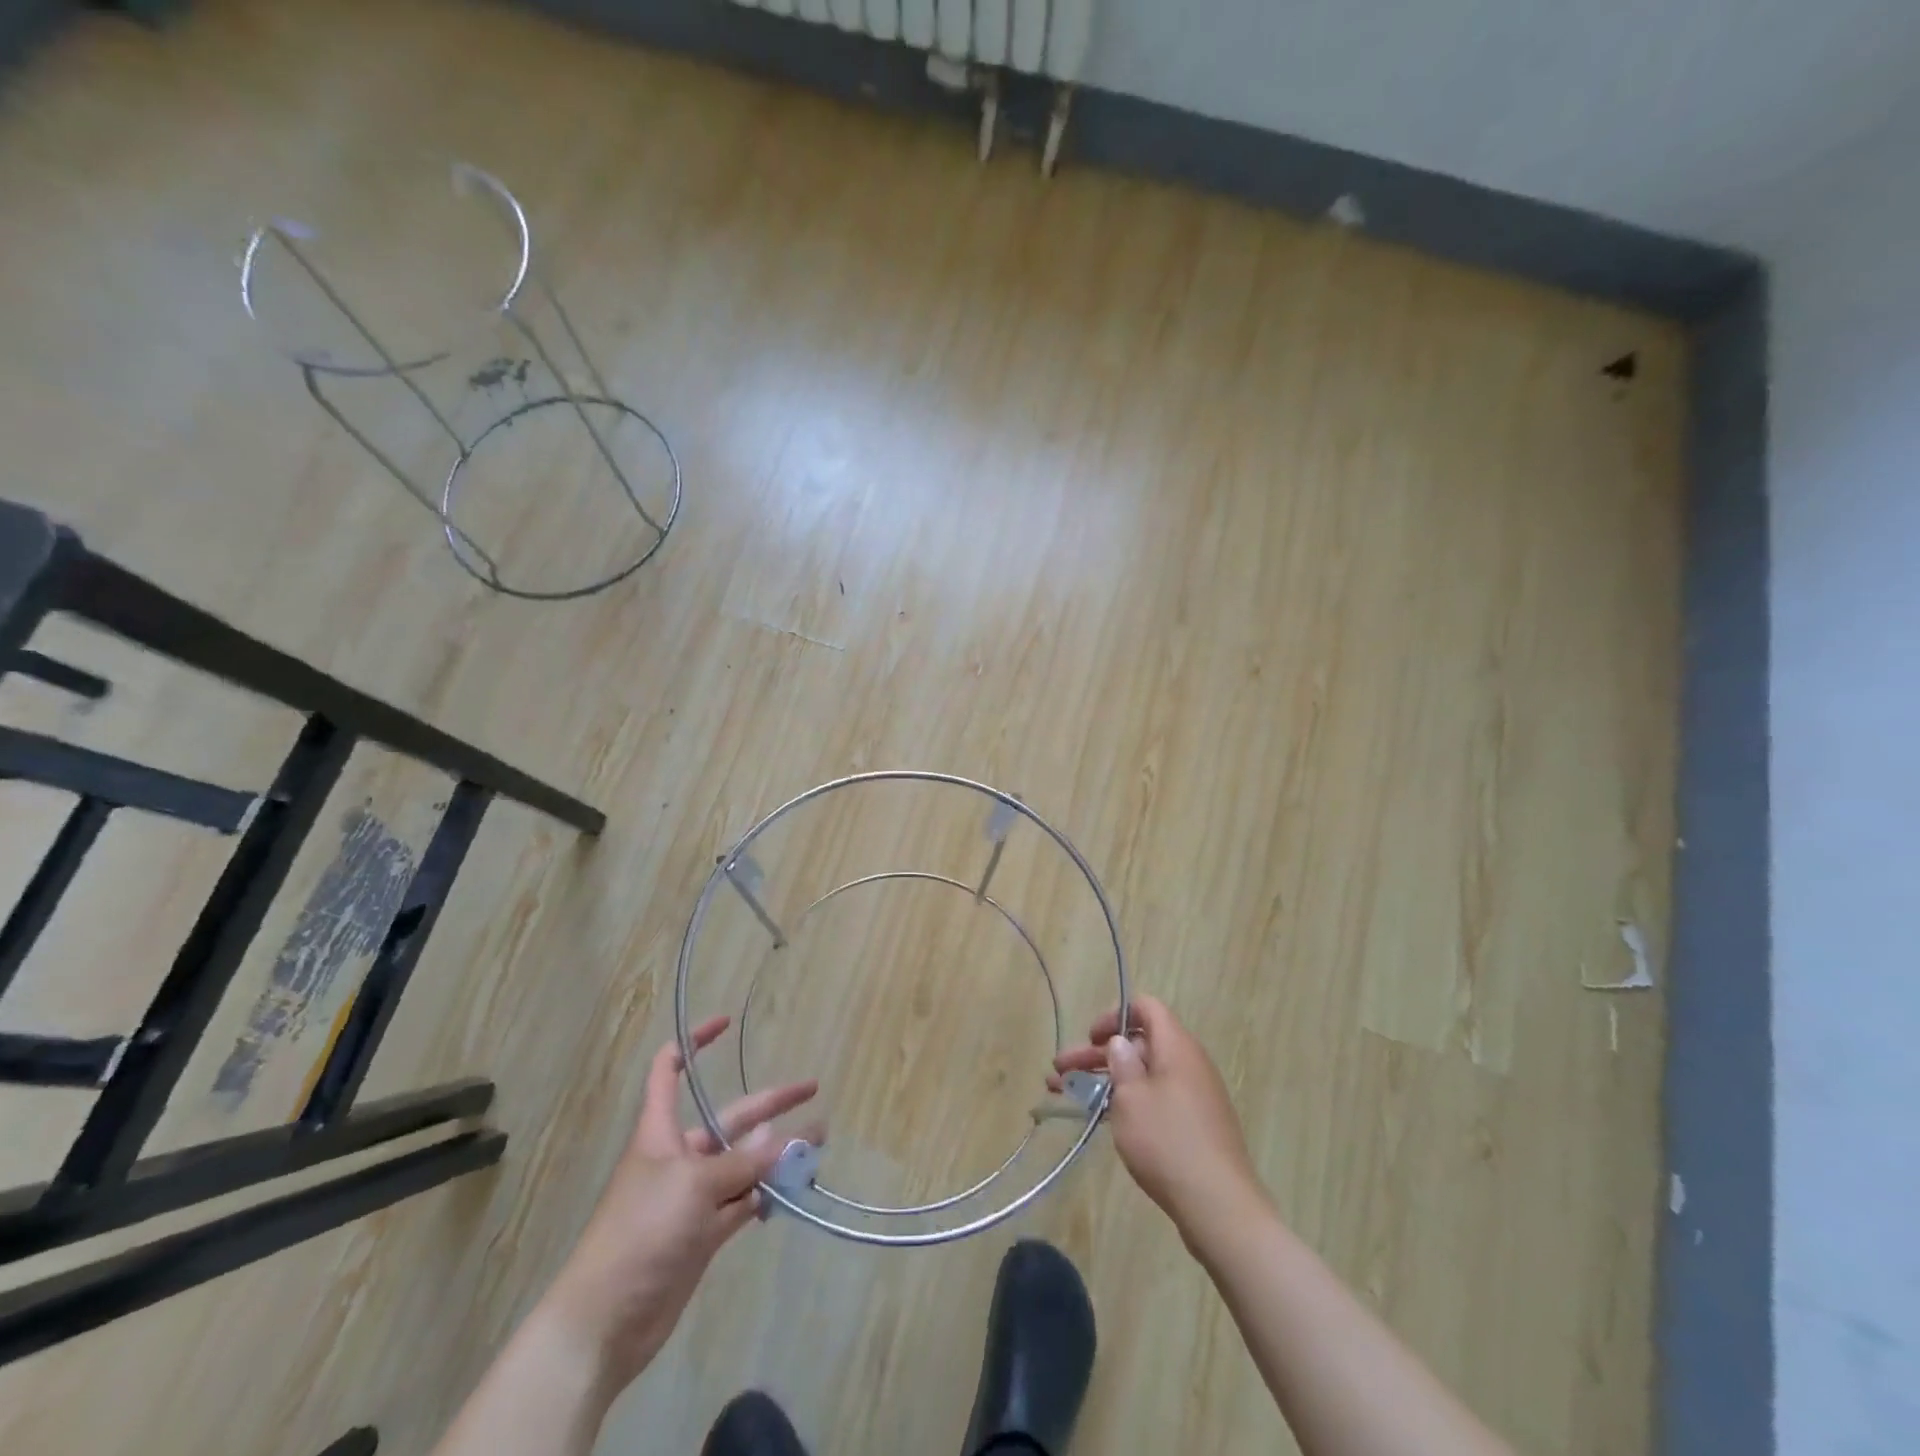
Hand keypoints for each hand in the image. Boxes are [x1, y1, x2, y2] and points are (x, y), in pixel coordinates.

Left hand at [541, 1016, 818, 1392]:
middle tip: (812, 1090)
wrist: (605, 1323)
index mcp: (660, 1133)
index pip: (670, 1071)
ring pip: (743, 1163)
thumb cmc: (640, 1234)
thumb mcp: (694, 1187)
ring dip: (777, 1153)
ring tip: (817, 1144)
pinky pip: (742, 1202)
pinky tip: (793, 1189)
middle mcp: (678, 1157)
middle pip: (729, 1119)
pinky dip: (766, 1195)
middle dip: (770, 1105)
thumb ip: (743, 1163)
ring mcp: (692, 1197)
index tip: (726, 1023)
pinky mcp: (703, 1233)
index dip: (694, 1043)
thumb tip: (782, 1139)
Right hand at [1052, 995, 1261, 1241]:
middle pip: (1138, 1044)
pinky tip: (1098, 1118)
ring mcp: (1192, 1097)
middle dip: (1096, 1055)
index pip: (1147, 1008)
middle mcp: (1188, 1064)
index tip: (1092, 1037)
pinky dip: (1126, 1102)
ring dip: (1105, 1081)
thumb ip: (1121, 1064)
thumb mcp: (1132, 1099)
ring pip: (1142, 1075)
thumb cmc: (1168, 1142)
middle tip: (1059, 1070)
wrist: (1219, 1207)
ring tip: (1064, 1093)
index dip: (1116, 1014)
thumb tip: (1121, 1043)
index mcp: (1177, 1047)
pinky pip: (1154, 1100)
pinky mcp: (1193, 1126)